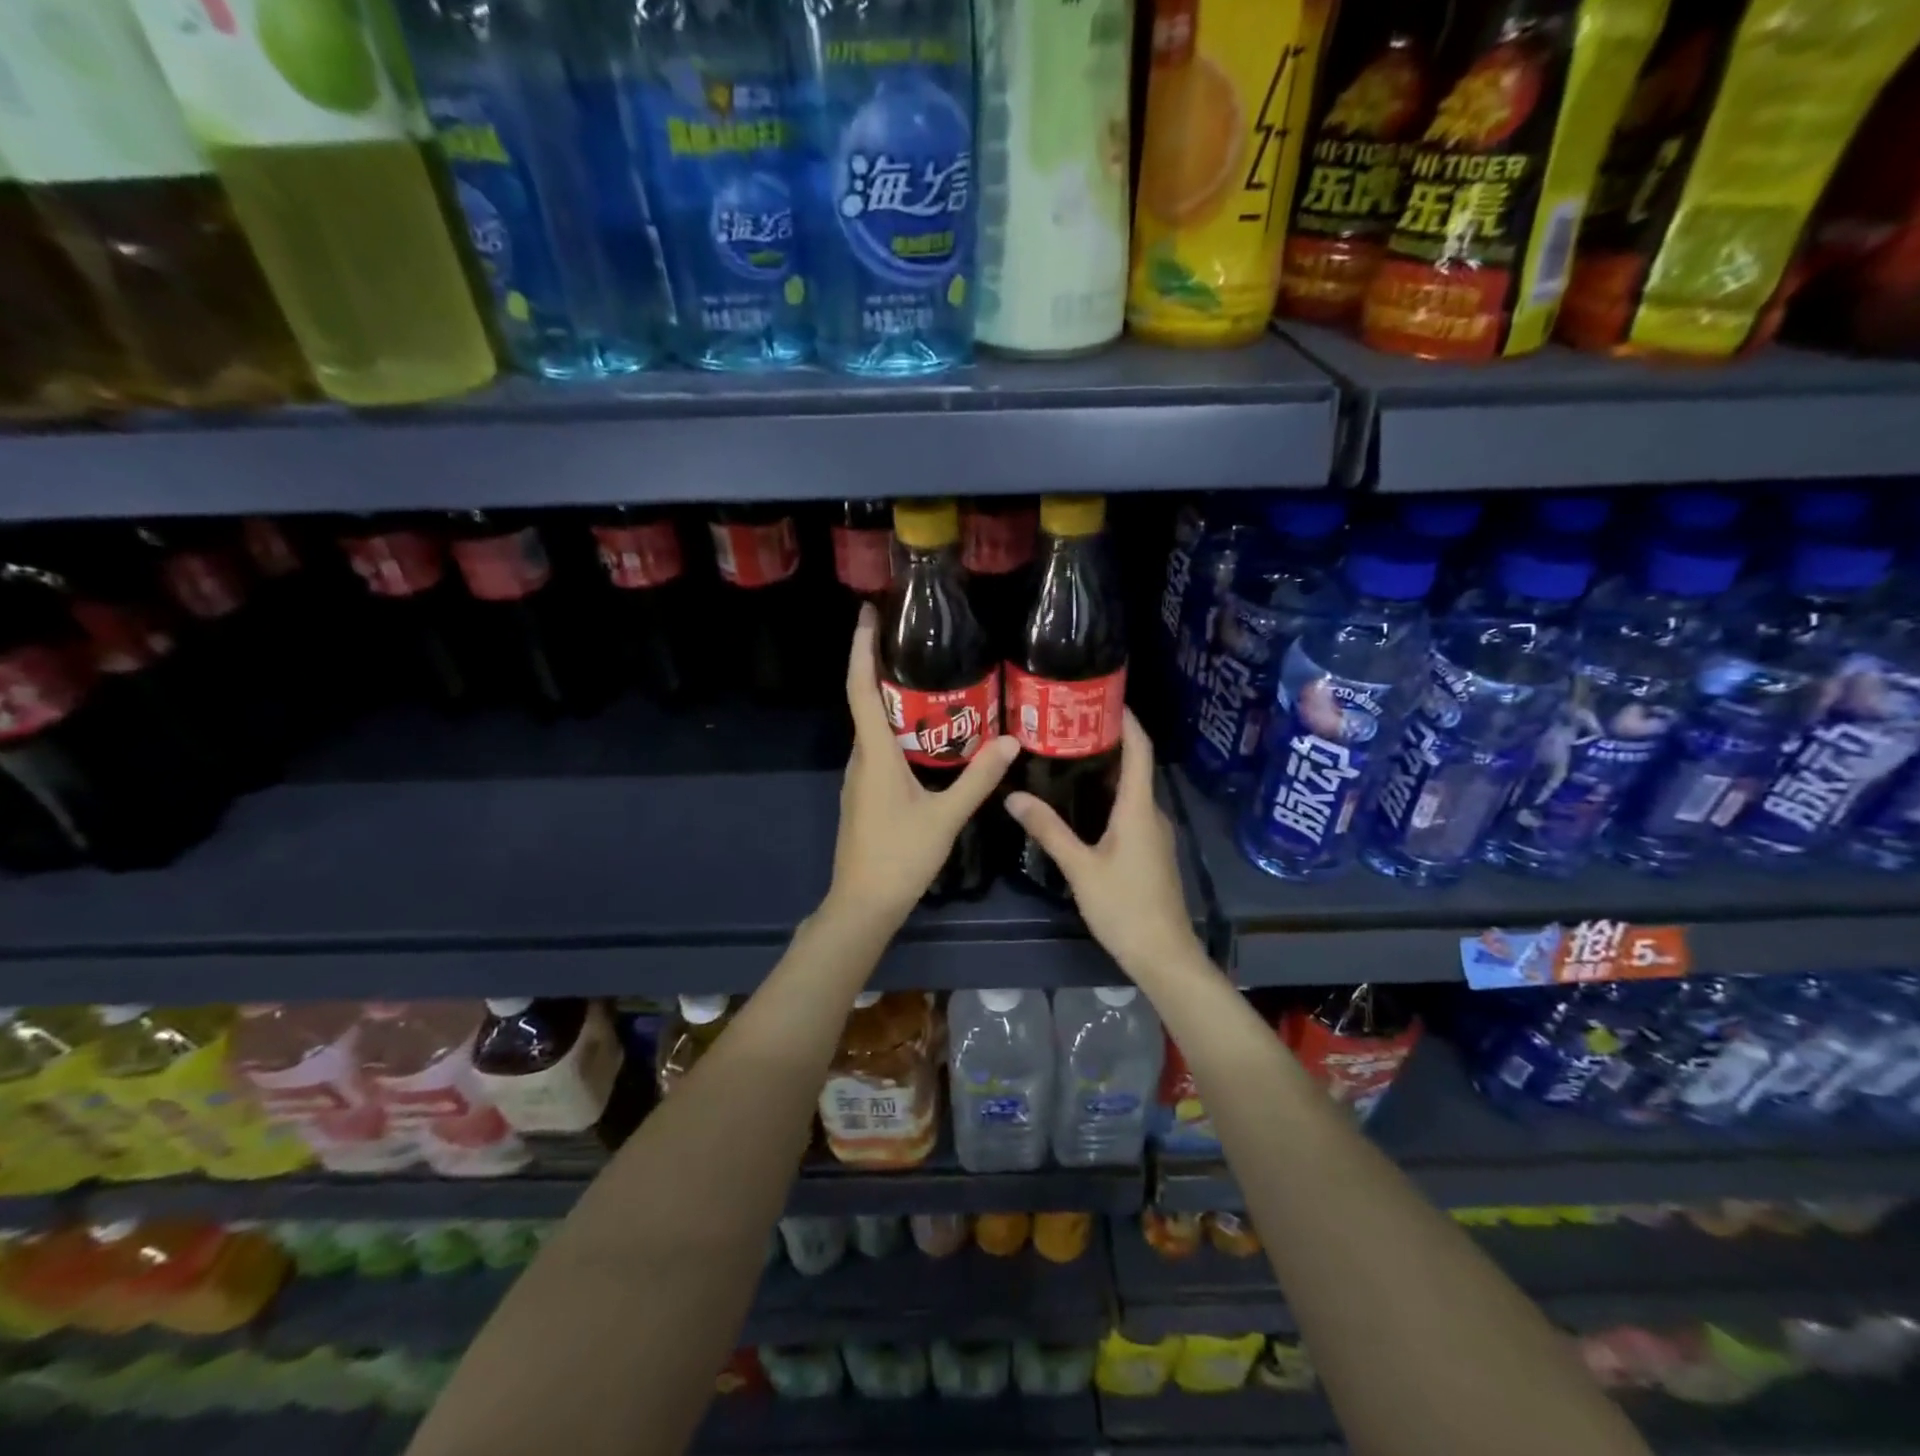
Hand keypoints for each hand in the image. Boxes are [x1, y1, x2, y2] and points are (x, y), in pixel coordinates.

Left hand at [827, 605, 1019, 928]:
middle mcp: (860, 758)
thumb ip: (979, 778)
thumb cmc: (900, 857)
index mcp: (875, 754)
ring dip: (890, 698)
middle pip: (865, 701)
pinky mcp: (864, 793)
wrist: (863, 904)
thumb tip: (1010, 741)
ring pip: (872, 726)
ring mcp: (859, 777)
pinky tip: (924, 733)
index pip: (861, 689)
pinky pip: (878, 747)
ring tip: (925, 676)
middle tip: (911, 638)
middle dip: (880, 665)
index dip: (860, 649)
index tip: (867, 614)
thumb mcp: (946, 817)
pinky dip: (895, 728)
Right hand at [1005, 711, 1200, 980]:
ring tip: (1068, 758)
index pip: (1139, 750)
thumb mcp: (1080, 868)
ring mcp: (1155, 834)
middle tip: (1068, 727)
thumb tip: (1014, 797)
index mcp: (1138, 809)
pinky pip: (1131, 811)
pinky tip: (1082, 804)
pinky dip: (1109, 797)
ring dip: (1106, 771)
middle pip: (1135, 766)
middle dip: (1107, 742)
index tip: (1104, 697)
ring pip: (1131, 791)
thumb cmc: (1125, 907)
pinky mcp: (1151, 852)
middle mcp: (1152, 814)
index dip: (1127, 721)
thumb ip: (1049, 830)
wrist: (1163, 955)